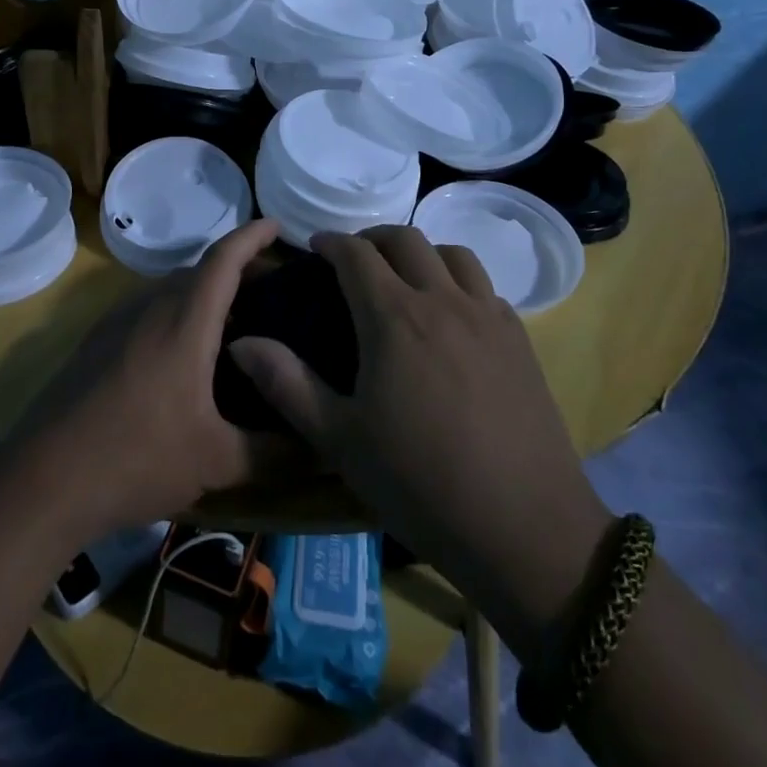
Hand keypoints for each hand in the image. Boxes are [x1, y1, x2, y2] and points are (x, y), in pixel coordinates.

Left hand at [7, 219, 294, 539]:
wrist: (43, 480)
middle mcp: (149, 308)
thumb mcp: (216, 461)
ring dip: (203, 294)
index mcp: (184, 322)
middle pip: (199, 271)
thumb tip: (322, 447)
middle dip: (236, 270)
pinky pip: (146, 310)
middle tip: (270, 293)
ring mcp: (116, 322)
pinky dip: (175, 313)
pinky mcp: (95, 342)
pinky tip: (183, 355)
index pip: (224, 259)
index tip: (278, 223)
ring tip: (233, 325)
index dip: (253, 236)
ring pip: (170, 290)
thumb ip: (274, 451)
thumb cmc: (137, 459)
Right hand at [228, 226, 611, 637]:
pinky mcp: (520, 339)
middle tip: (353, 260)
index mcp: (394, 317)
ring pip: (453, 253)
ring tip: (404, 279)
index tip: (314, 247)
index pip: (356, 253)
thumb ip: (286, 384)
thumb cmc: (420, 482)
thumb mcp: (339, 439)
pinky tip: (451, 317)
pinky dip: (458, 282)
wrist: (525, 528)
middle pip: (406, 239)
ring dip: (420, 253)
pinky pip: (484, 287)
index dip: (331, 242)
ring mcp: (488, 316)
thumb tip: (241, 343)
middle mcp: (443, 300)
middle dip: (372, 238)